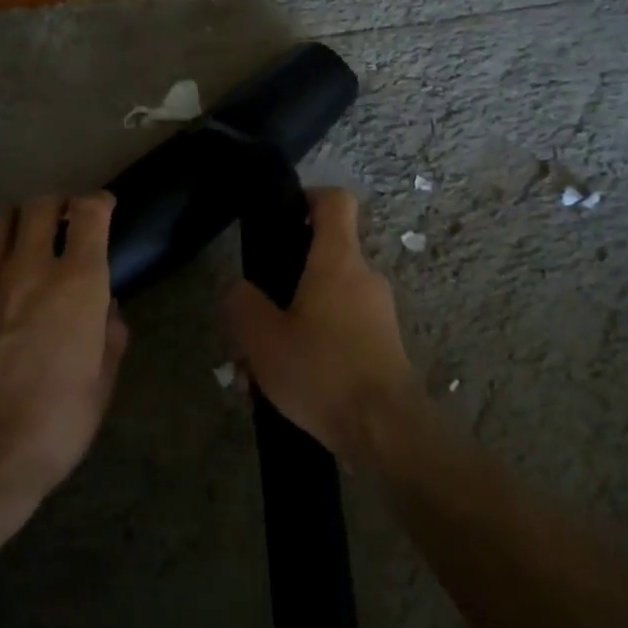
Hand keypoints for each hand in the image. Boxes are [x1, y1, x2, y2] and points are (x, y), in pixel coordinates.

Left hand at [0, 193, 127, 497]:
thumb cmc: (58, 419)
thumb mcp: (103, 380)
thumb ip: (110, 334)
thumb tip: (106, 310)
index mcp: (78, 282)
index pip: (89, 213)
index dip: (99, 202)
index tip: (104, 208)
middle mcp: (31, 266)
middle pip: (40, 205)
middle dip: (57, 205)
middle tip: (64, 222)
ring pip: (0, 221)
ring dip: (19, 222)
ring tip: (26, 241)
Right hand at [223, 188, 417, 460]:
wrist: (386, 429)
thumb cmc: (322, 372)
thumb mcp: (263, 340)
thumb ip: (243, 305)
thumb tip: (241, 289)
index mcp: (338, 260)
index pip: (335, 201)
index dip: (308, 198)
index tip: (282, 217)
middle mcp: (364, 276)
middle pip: (323, 256)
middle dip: (284, 282)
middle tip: (254, 318)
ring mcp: (379, 311)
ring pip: (327, 300)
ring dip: (294, 322)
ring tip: (262, 367)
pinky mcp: (384, 343)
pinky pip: (342, 328)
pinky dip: (315, 344)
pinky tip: (290, 385)